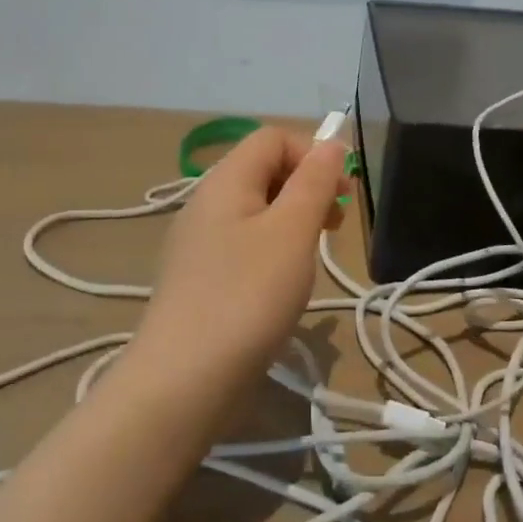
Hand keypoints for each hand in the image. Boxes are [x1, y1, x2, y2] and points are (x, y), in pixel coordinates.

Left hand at [130, 124, 348, 395]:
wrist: (182, 383)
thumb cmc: (246, 297)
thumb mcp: (292, 232)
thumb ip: (314, 181)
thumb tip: (331, 143)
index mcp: (225, 181)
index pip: (273, 138)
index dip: (312, 153)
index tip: (340, 193)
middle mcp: (207, 203)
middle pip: (264, 170)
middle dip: (307, 188)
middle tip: (334, 227)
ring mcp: (199, 243)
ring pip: (257, 210)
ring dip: (293, 222)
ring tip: (311, 259)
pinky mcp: (200, 278)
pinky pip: (244, 245)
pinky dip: (272, 252)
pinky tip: (282, 286)